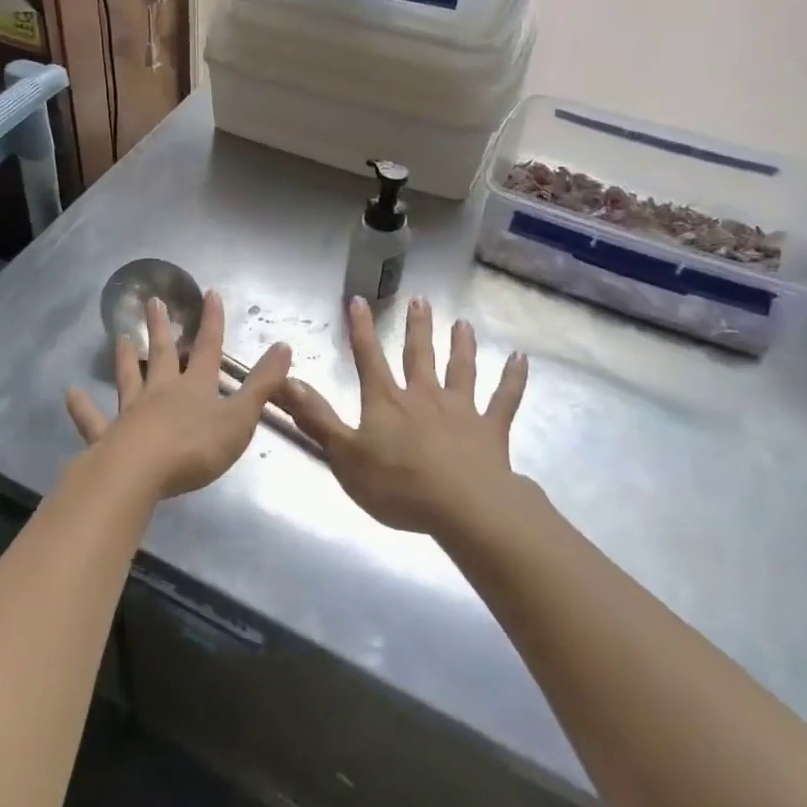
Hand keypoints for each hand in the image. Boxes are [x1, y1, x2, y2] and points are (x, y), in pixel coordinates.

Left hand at [65, 291, 293, 500]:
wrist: (140, 473)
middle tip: (152, 302)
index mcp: (195, 388)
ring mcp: (131, 413)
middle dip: (162, 329)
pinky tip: (70, 394)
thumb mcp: (240, 418)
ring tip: (119, 337)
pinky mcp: (108, 438)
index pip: (208, 348)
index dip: (212, 322)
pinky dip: (82, 407)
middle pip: (163, 355)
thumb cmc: (196, 448)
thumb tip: (284, 346)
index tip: (210, 294)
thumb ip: (262, 384)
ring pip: (128, 379)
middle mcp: (162, 392)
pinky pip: (93, 420)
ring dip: (125, 358)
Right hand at [277, 296, 528, 535]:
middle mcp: (424, 396)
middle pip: (419, 355)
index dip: (361, 329)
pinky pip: (505, 399)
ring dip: (461, 345)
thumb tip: (286, 381)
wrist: (462, 507)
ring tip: (462, 323)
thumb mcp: (344, 456)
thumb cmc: (397, 485)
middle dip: (417, 327)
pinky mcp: (491, 430)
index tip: (359, 300)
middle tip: (421, 300)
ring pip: (461, 369)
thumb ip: (316, 418)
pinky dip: (513, 379)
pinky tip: (521, 359)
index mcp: (387, 401)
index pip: (369, 357)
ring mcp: (461, 410)